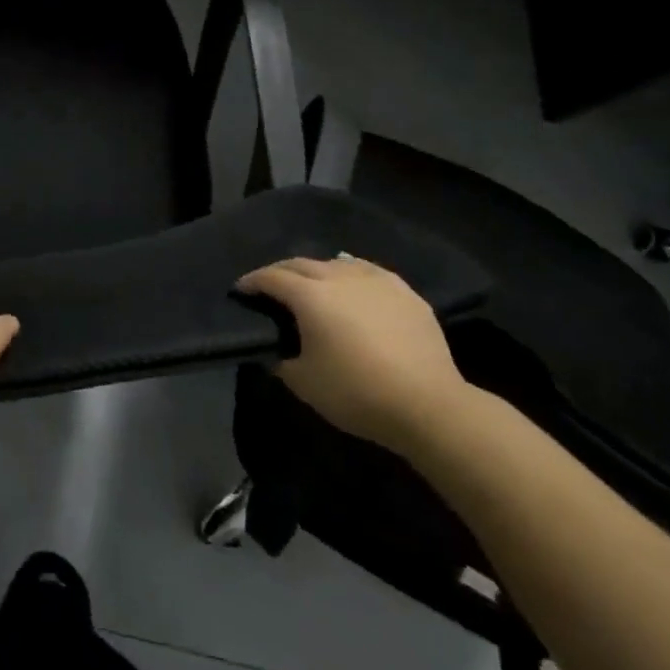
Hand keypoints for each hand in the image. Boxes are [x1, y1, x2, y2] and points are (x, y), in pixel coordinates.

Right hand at [237, 255, 471, 455]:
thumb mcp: (304, 384)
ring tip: (313, 286)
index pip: (271, 277)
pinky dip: (351, 274)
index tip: (241, 289)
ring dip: (316, 271)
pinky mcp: (404, 291)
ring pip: (335, 263)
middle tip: (271, 286)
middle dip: (280, 271)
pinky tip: (353, 286)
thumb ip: (281, 361)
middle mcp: (339, 277)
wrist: (429, 405)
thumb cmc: (357, 393)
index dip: (252, 281)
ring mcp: (375, 280)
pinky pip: (368, 271)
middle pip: (300, 263)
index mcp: (310, 296)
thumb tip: (273, 351)